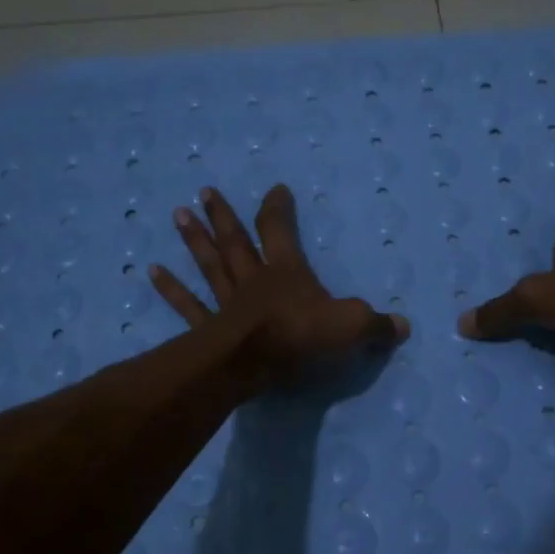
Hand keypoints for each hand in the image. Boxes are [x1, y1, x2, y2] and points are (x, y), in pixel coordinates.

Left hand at [151, 184, 407, 388]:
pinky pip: (188, 305)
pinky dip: (170, 288)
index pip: (280, 230)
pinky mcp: (209, 327)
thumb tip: (403, 326)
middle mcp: (253, 279)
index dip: (278, 208)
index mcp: (286, 271)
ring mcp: (227, 302)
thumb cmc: (301, 337)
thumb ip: (376, 326)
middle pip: (236, 241)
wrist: (253, 364)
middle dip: (223, 215)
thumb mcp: (351, 328)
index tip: (276, 189)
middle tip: (204, 191)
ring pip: (209, 265)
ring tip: (178, 214)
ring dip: (194, 240)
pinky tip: (151, 271)